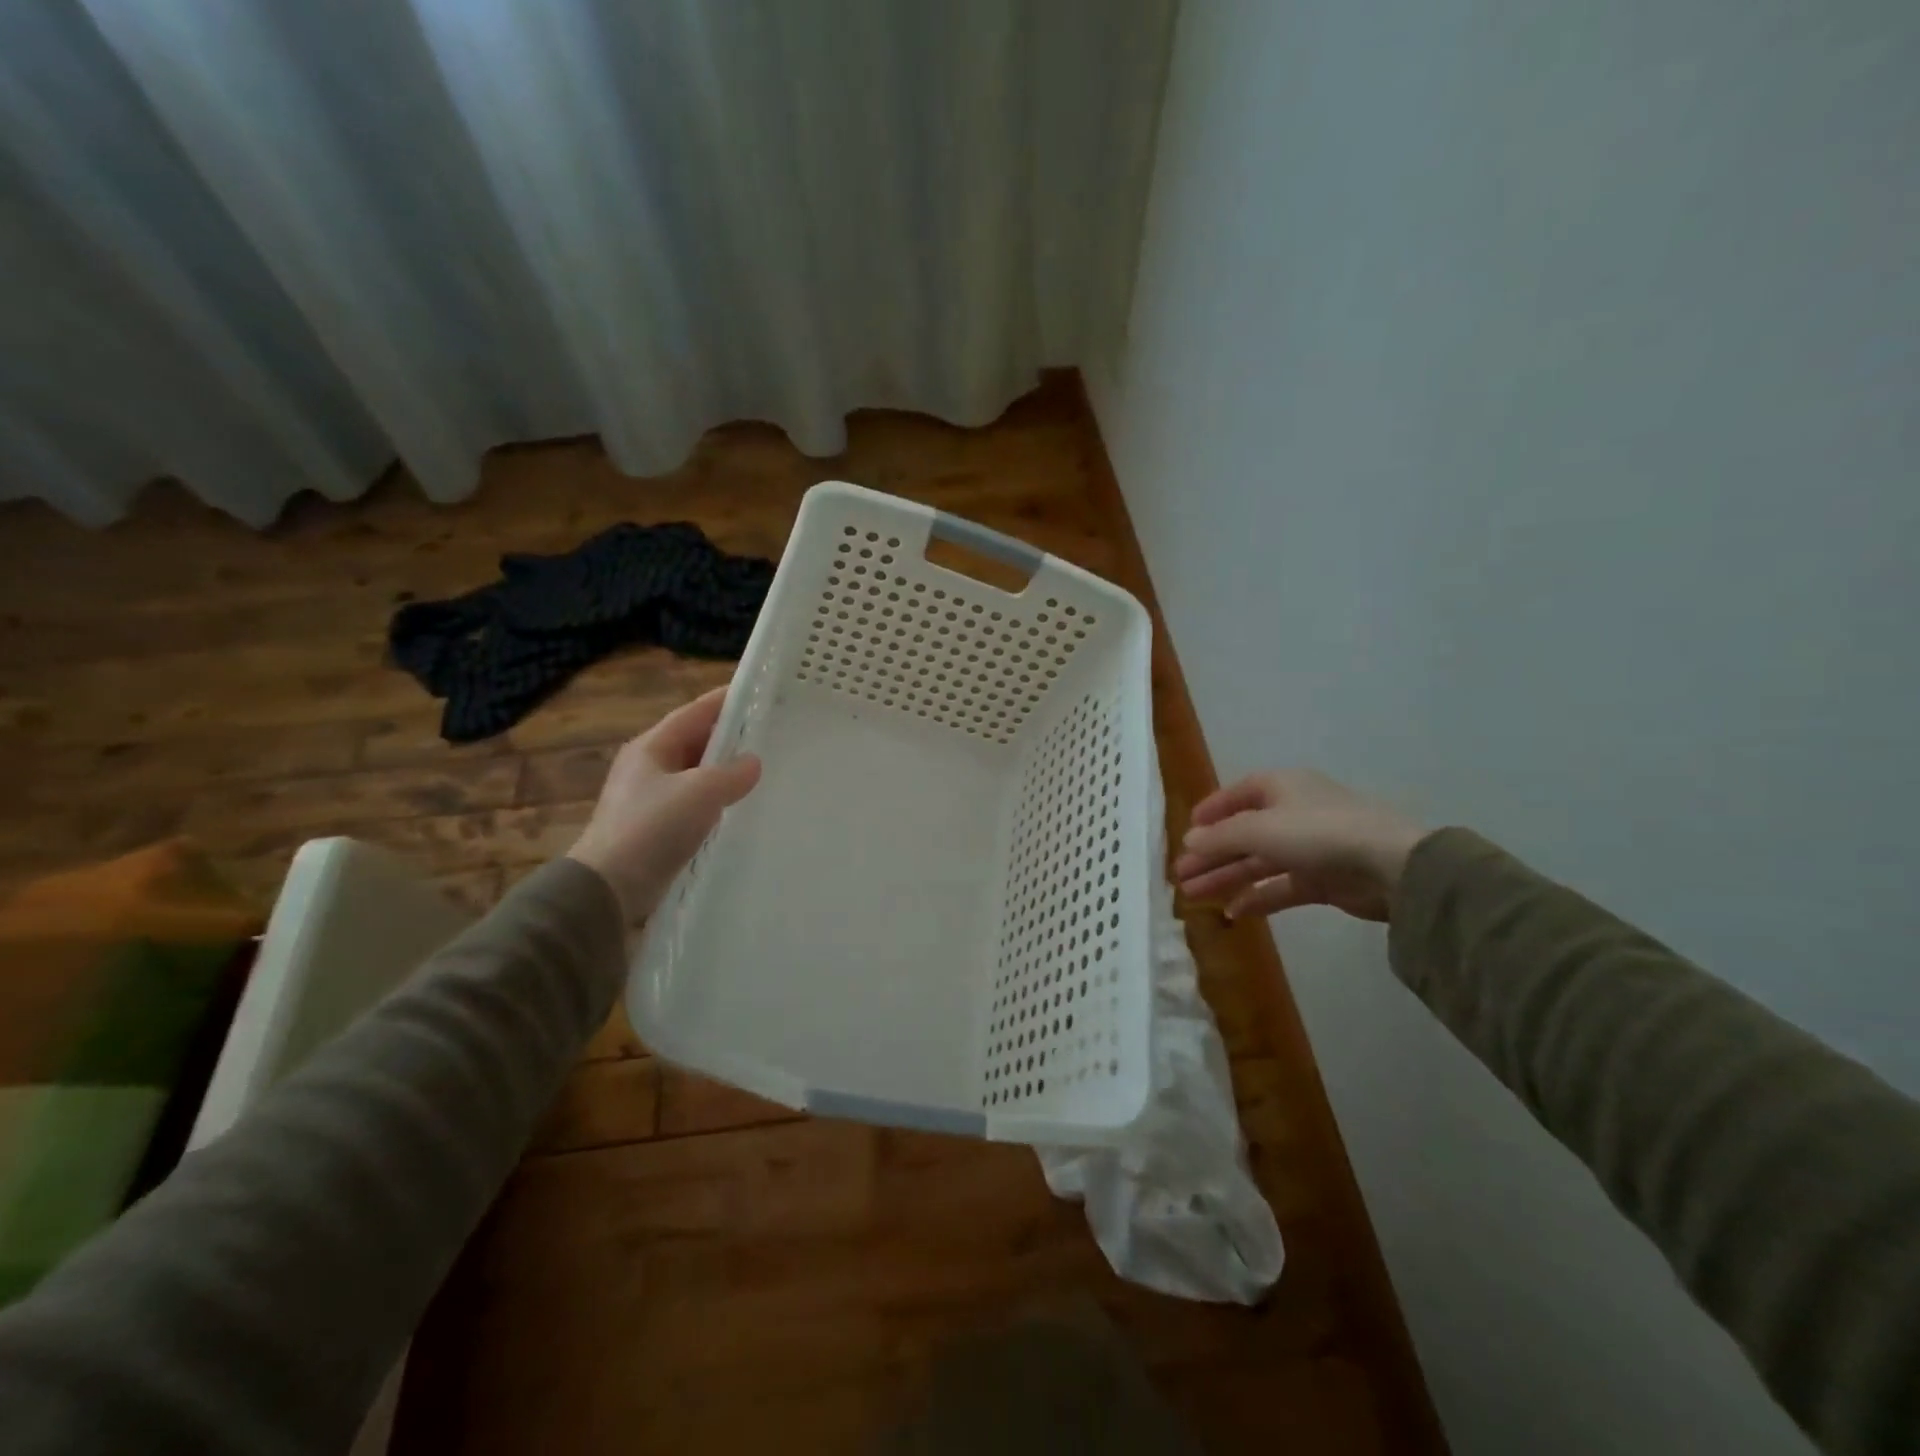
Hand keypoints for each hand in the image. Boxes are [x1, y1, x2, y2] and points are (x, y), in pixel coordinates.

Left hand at [567, 686, 761, 922]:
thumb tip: (753, 762)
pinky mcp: (658, 829)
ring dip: (725, 771)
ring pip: (697, 774)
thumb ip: (732, 773)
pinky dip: (717, 800)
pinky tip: (739, 808)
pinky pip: (695, 804)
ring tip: (763, 769)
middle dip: (730, 736)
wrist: (609, 888)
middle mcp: (649, 767)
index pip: (694, 712)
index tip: (760, 693)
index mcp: (651, 747)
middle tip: (770, 733)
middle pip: (695, 741)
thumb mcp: (700, 792)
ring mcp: (652, 799)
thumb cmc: (652, 827)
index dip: (726, 701)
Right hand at [1173, 770, 1425, 922]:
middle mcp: (1293, 812)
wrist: (1391, 866)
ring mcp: (1310, 847)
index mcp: (1281, 787)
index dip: (1210, 812)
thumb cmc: (1317, 832)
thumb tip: (1188, 840)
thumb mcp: (1259, 830)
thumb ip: (1220, 837)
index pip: (1237, 795)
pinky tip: (1233, 911)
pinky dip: (1258, 897)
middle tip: (1179, 874)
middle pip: (1243, 833)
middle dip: (1211, 854)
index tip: (1186, 833)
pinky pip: (1281, 886)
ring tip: (1192, 895)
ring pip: (1258, 861)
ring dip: (1226, 876)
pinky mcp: (1323, 879)